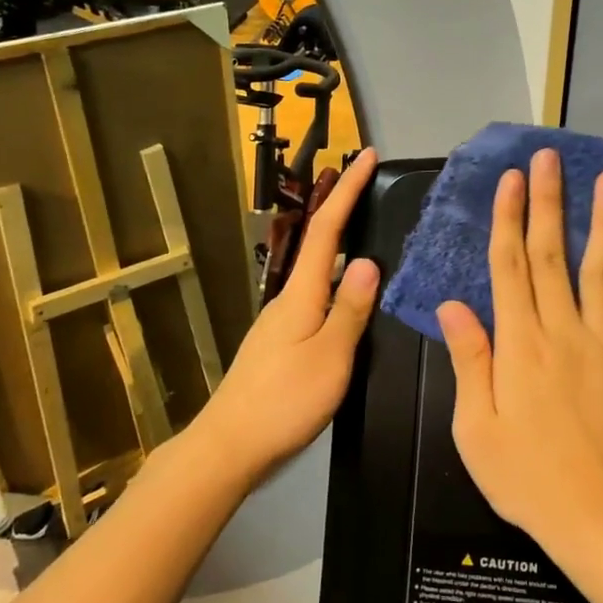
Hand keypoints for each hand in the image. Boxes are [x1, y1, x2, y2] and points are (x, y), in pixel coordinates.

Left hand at [197, 148, 381, 476]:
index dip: (347, 191)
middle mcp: (288, 299)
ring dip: (341, 248)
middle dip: (344, 210)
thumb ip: (351, 310)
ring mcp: (280, 323)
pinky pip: (316, 300)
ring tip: (372, 237)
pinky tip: (351, 301)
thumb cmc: (284, 401)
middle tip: (373, 188)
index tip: (364, 155)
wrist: (229, 447)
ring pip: (318, 274)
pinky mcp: (279, 345)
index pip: (327, 230)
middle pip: (319, 245)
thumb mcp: (330, 356)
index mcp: (302, 295)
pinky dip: (337, 285)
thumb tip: (367, 261)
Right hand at [437, 149, 602, 543]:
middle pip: (551, 255)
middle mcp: (562, 331)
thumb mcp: (475, 426)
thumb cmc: (524, 475)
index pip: (510, 266)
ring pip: (602, 270)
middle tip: (551, 158)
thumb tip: (454, 305)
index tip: (512, 180)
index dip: (509, 218)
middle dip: (549, 202)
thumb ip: (470, 360)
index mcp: (519, 344)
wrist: (595, 515)